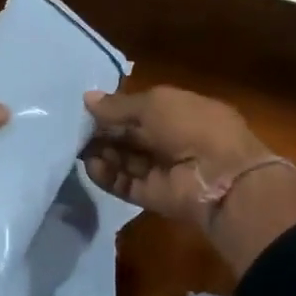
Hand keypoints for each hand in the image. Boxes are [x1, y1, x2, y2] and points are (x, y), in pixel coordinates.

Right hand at [82, 85, 295, 276]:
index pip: (143, 110)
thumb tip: (87, 99)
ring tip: (78, 146)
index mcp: (182, 112)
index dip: (117, 109)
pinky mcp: (153, 196)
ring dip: (102, 153)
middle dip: (105, 131)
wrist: (220, 178)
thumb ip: (119, 105)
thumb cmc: (193, 127)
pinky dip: (107, 176)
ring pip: (126, 160)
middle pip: (132, 136)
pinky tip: (90, 165)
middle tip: (76, 128)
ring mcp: (163, 171)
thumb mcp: (156, 103)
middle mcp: (173, 141)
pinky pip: (125, 184)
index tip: (87, 108)